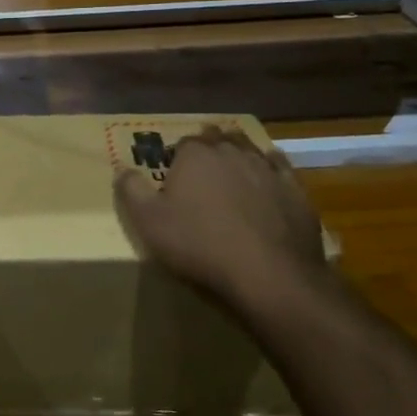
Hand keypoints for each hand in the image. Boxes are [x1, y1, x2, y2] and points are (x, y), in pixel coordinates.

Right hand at [114, 126, 332, 317]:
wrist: (268, 275)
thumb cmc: (199, 245)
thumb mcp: (149, 222)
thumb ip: (131, 190)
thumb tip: (121, 168)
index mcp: (195, 155)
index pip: (183, 143)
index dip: (177, 156)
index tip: (172, 173)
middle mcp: (232, 152)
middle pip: (218, 140)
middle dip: (209, 148)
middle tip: (200, 168)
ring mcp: (268, 169)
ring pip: (250, 150)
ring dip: (239, 154)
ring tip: (232, 167)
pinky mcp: (295, 191)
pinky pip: (281, 169)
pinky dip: (272, 168)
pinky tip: (269, 175)